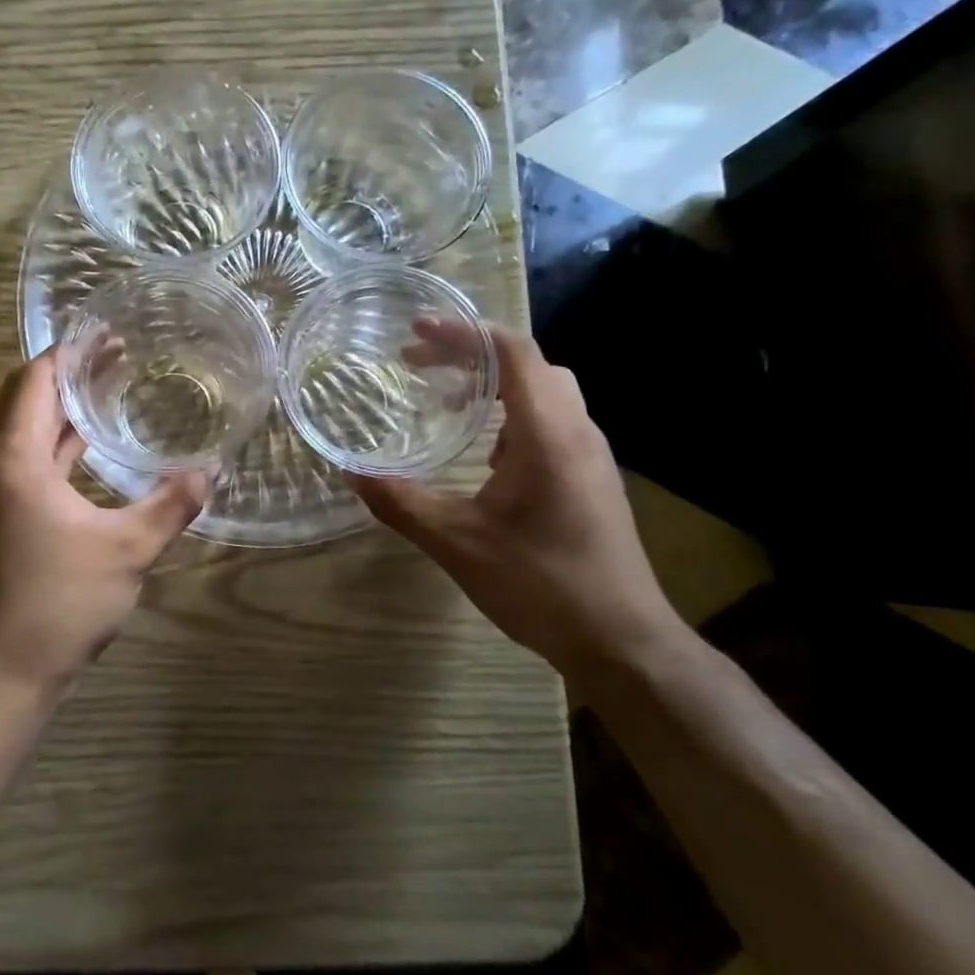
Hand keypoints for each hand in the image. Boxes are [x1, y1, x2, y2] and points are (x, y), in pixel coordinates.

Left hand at [0, 351, 207, 695]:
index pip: (34, 382)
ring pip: (22, 432)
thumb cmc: (60, 603)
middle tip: (117, 356)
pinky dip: (54, 444)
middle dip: (68, 375)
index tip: (106, 336)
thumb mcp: (128, 550)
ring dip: (61, 409)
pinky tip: (89, 447)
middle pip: (23, 400)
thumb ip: (171, 505)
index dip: (69, 354)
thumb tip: (211, 470)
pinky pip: (24, 461)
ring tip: (108, 390)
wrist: (3, 674)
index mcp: (13, 461)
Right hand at [352, 323, 678, 678]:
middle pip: (529, 364)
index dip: (464, 333)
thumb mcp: (458, 543)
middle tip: (420, 365)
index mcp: (548, 434)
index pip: (514, 352)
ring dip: (494, 384)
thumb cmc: (542, 584)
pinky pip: (551, 422)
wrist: (622, 641)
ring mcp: (590, 456)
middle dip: (471, 354)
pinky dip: (511, 415)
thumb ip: (402, 503)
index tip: (416, 333)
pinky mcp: (591, 479)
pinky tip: (484, 454)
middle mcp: (576, 432)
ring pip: (544, 392)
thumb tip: (351, 474)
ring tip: (446, 402)